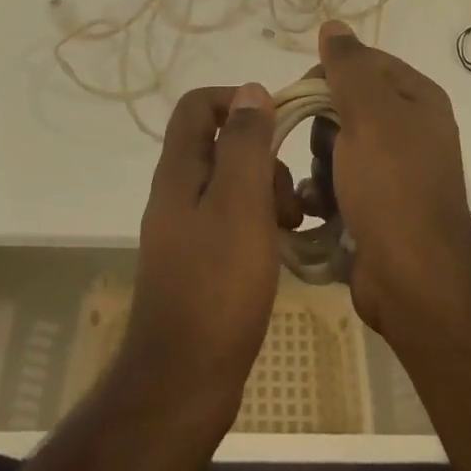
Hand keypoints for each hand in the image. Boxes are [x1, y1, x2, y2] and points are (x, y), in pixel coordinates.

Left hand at [120, 83, 280, 429]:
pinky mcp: (199, 260)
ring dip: (267, 192)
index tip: (277, 125)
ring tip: (294, 225)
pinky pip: (233, 219)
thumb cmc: (217, 285)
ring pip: (232, 183)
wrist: (183, 380)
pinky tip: (281, 247)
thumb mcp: (240, 204)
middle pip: (221, 144)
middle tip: (290, 195)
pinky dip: (260, 221)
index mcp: (180, 170)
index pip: (198, 105)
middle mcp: (177, 191)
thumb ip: (246, 144)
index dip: (237, 101)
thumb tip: (252, 90)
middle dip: (263, 156)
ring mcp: (186, 228)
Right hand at [299, 21, 470, 333]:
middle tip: (322, 148)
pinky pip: (337, 181)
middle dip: (321, 125)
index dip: (329, 74)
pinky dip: (322, 191)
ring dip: (319, 162)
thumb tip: (334, 24)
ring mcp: (393, 171)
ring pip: (335, 144)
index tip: (305, 97)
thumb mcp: (369, 114)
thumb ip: (349, 66)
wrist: (413, 279)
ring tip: (320, 185)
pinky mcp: (376, 206)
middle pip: (344, 104)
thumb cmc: (392, 185)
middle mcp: (409, 129)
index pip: (363, 62)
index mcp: (417, 98)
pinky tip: (314, 206)